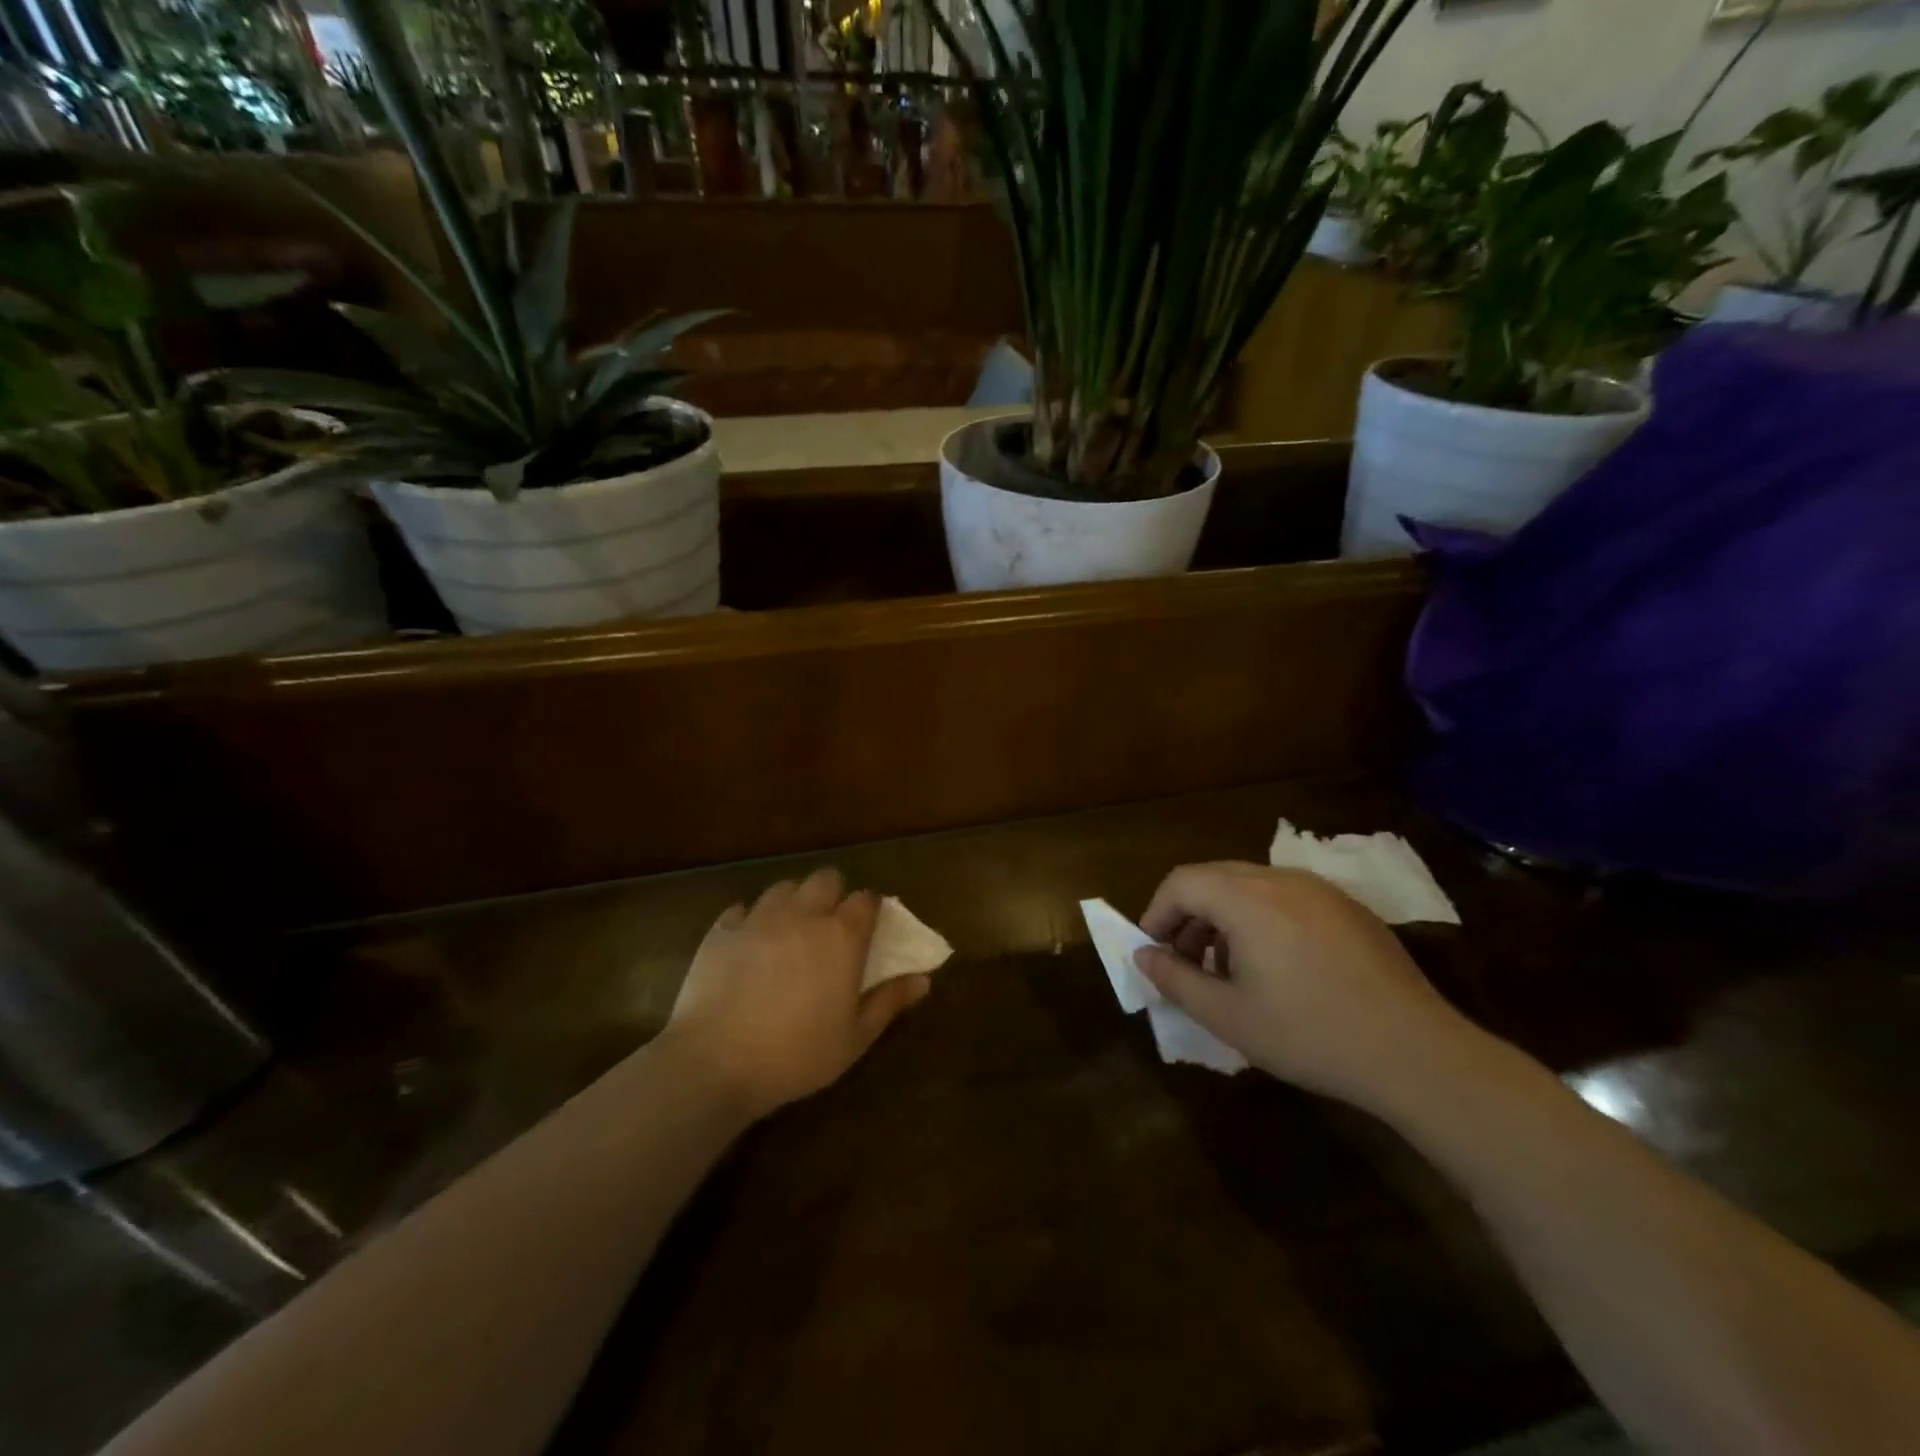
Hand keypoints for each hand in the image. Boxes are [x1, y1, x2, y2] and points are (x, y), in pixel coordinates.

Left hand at [661, 867, 930, 1119]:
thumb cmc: (796, 1055)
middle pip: (825, 879)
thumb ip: (889, 1001)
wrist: (715, 1063)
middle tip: (830, 927)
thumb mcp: (855, 1038)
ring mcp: (758, 918)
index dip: (871, 909)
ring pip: (784, 887)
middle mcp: (803, 915)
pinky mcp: (721, 931)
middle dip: (833, 894)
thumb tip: (923, 979)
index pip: (866, 899)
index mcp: (841, 936)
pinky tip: (749, 945)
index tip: (870, 928)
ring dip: (794, 901)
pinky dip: (750, 920)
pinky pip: (742, 910)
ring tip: (790, 931)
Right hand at [1134, 862, 1481, 1112]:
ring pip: (1250, 886)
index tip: (1154, 954)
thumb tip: (1144, 956)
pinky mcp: (1348, 908)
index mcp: (1247, 898)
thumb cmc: (1310, 1034)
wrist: (1417, 1053)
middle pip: (1213, 878)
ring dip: (1223, 918)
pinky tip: (1276, 968)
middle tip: (1185, 963)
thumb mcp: (1228, 1016)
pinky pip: (1286, 898)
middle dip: (1188, 916)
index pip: (1181, 882)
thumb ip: (1176, 980)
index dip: (1156, 913)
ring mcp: (1320, 890)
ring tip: (1227, 970)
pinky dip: (1260, 919)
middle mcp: (1281, 879)